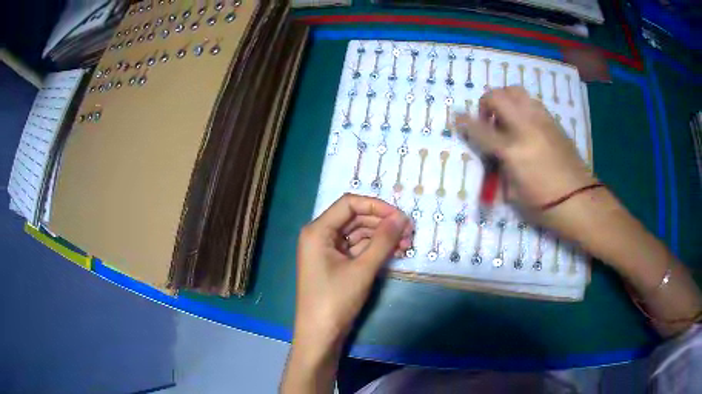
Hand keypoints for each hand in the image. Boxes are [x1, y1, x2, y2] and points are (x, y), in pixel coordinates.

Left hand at [293, 193, 412, 348]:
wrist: (320, 335)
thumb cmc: (335, 300)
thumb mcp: (362, 269)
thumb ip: (383, 241)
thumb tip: (402, 217)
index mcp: (318, 230)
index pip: (349, 204)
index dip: (376, 206)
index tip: (400, 216)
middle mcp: (320, 235)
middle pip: (355, 218)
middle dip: (382, 223)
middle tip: (409, 232)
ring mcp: (327, 250)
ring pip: (358, 234)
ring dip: (381, 237)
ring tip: (406, 244)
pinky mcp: (335, 263)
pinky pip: (357, 249)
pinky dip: (375, 249)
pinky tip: (394, 252)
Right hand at [455, 86, 595, 229]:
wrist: (579, 200)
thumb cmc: (544, 205)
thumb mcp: (513, 194)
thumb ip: (501, 167)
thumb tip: (496, 154)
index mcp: (512, 150)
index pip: (480, 129)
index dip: (464, 122)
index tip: (456, 118)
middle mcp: (525, 127)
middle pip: (497, 96)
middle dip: (485, 103)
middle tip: (487, 119)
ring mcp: (541, 121)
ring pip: (516, 91)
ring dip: (505, 100)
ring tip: (507, 118)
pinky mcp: (553, 122)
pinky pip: (532, 102)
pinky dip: (522, 106)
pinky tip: (525, 124)